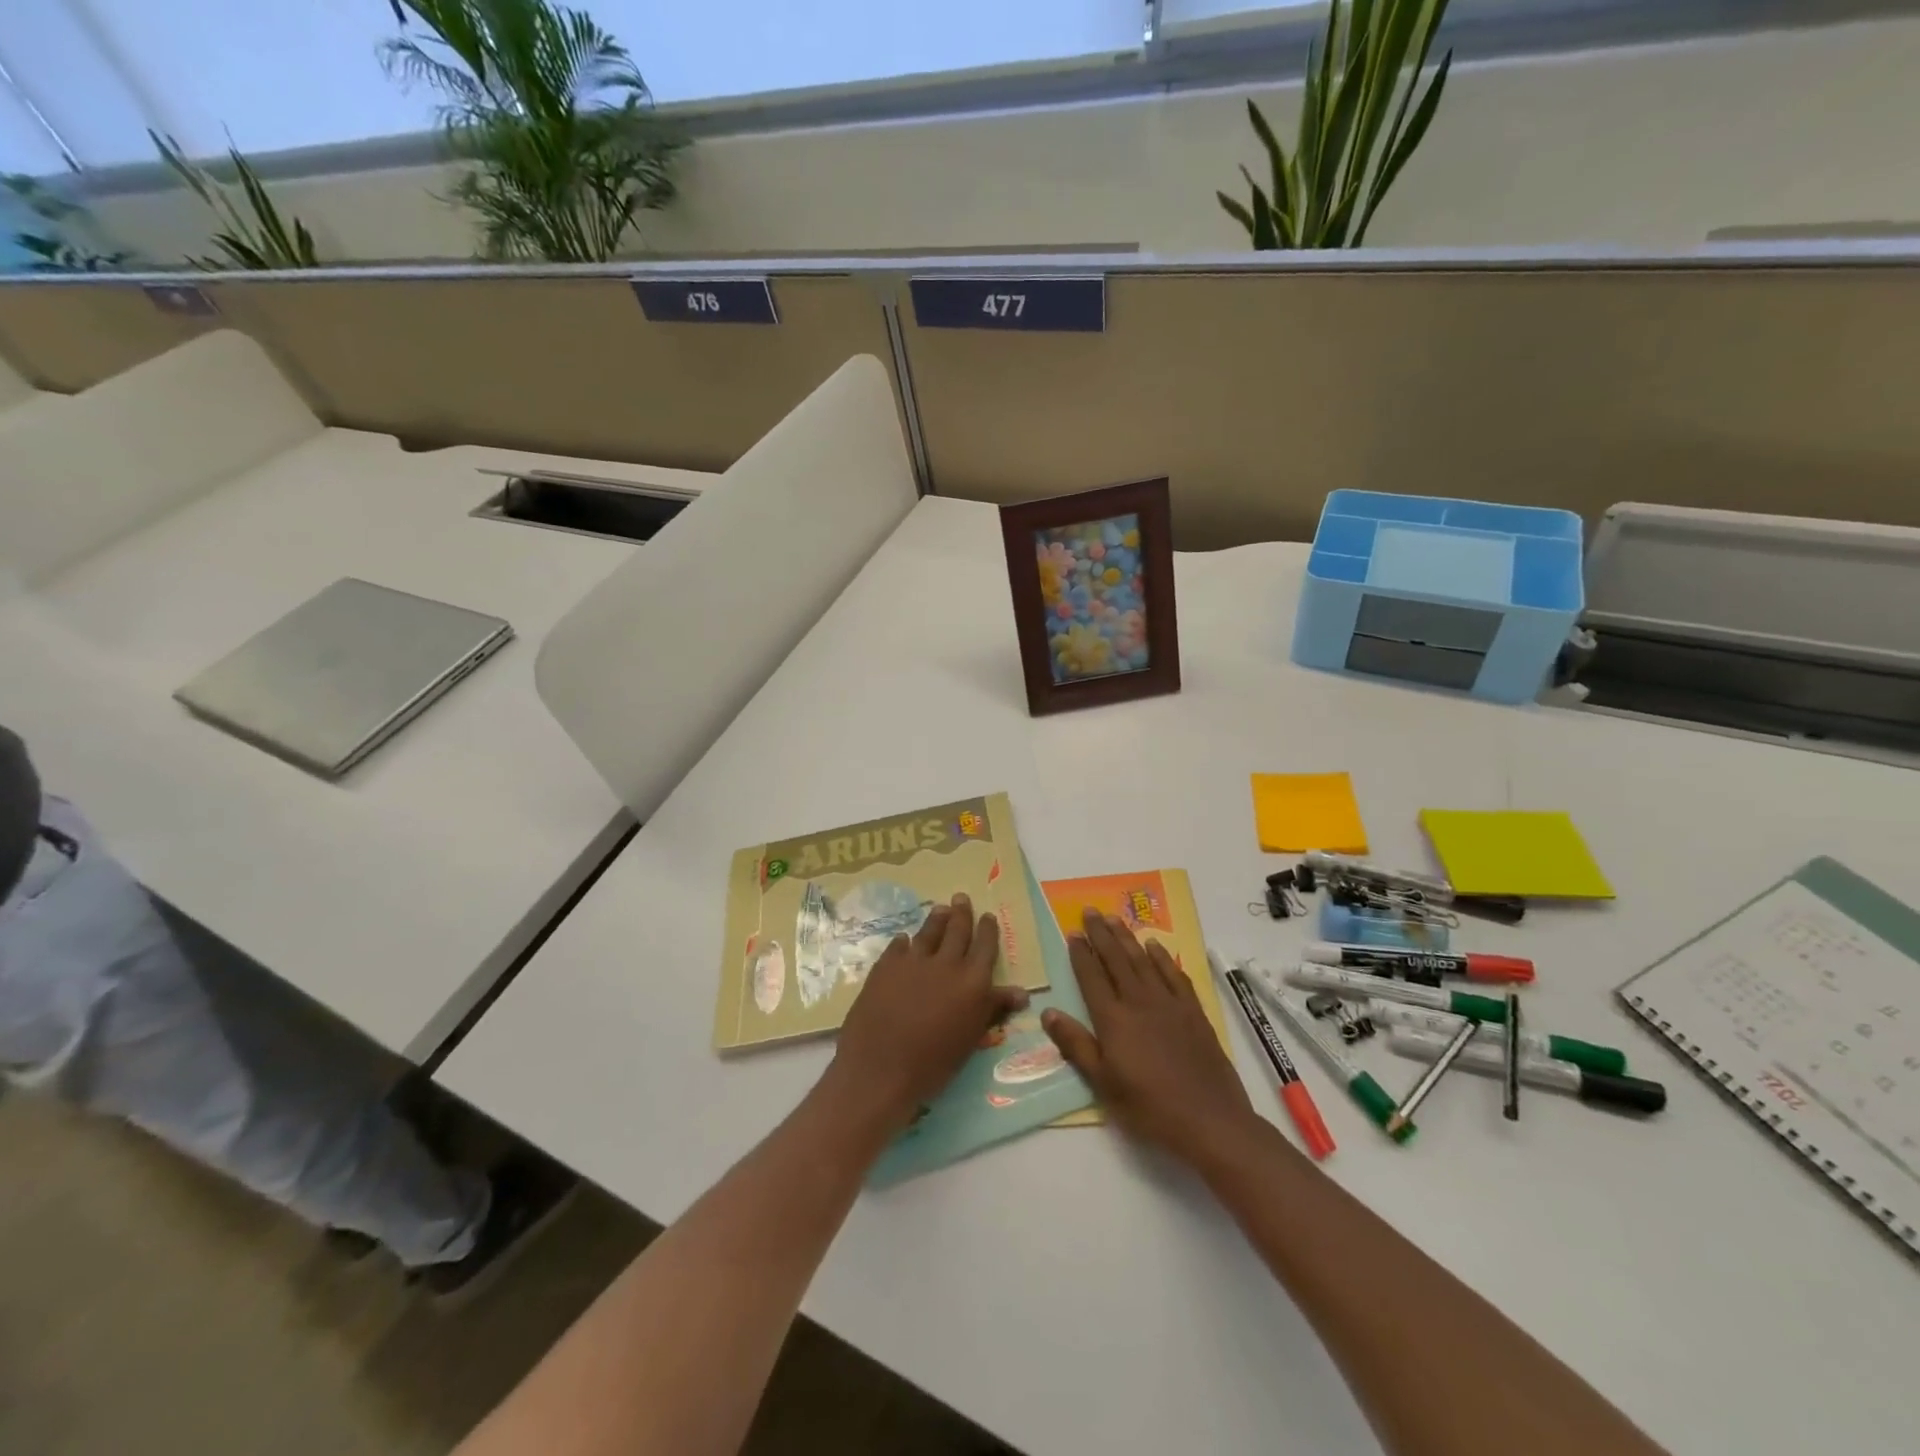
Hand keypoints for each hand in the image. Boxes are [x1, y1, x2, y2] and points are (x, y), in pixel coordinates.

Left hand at [830, 892, 1028, 1130]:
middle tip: (961, 898)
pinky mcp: (885, 966)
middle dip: (962, 913)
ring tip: (940, 909)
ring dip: (936, 919)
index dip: (988, 930)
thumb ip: (993, 1008)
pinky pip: (899, 946)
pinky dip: (905, 941)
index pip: (985, 946)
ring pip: (929, 931)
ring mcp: (913, 961)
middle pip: (957, 930)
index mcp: (972, 982)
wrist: (881, 1068)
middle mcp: (946, 963)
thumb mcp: (971, 1038)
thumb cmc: (934, 1063)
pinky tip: (905, 940)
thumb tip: (1021, 992)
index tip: (988, 916)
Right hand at [1042, 909, 1257, 1166]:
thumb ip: (1076, 1045)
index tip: (1072, 932)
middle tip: (1090, 911)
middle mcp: (1139, 1002)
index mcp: (1113, 1019)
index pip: (1092, 977)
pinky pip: (1174, 975)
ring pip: (1143, 961)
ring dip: (1127, 938)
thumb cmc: (1149, 1107)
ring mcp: (1169, 1004)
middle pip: (1116, 960)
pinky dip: (1162, 958)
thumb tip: (1048, 1012)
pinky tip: (1154, 946)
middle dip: (1101, 934)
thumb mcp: (1103, 1084)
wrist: (1209, 1119)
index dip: (1080, 953)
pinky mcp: (1193, 1012)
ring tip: (1114, 918)